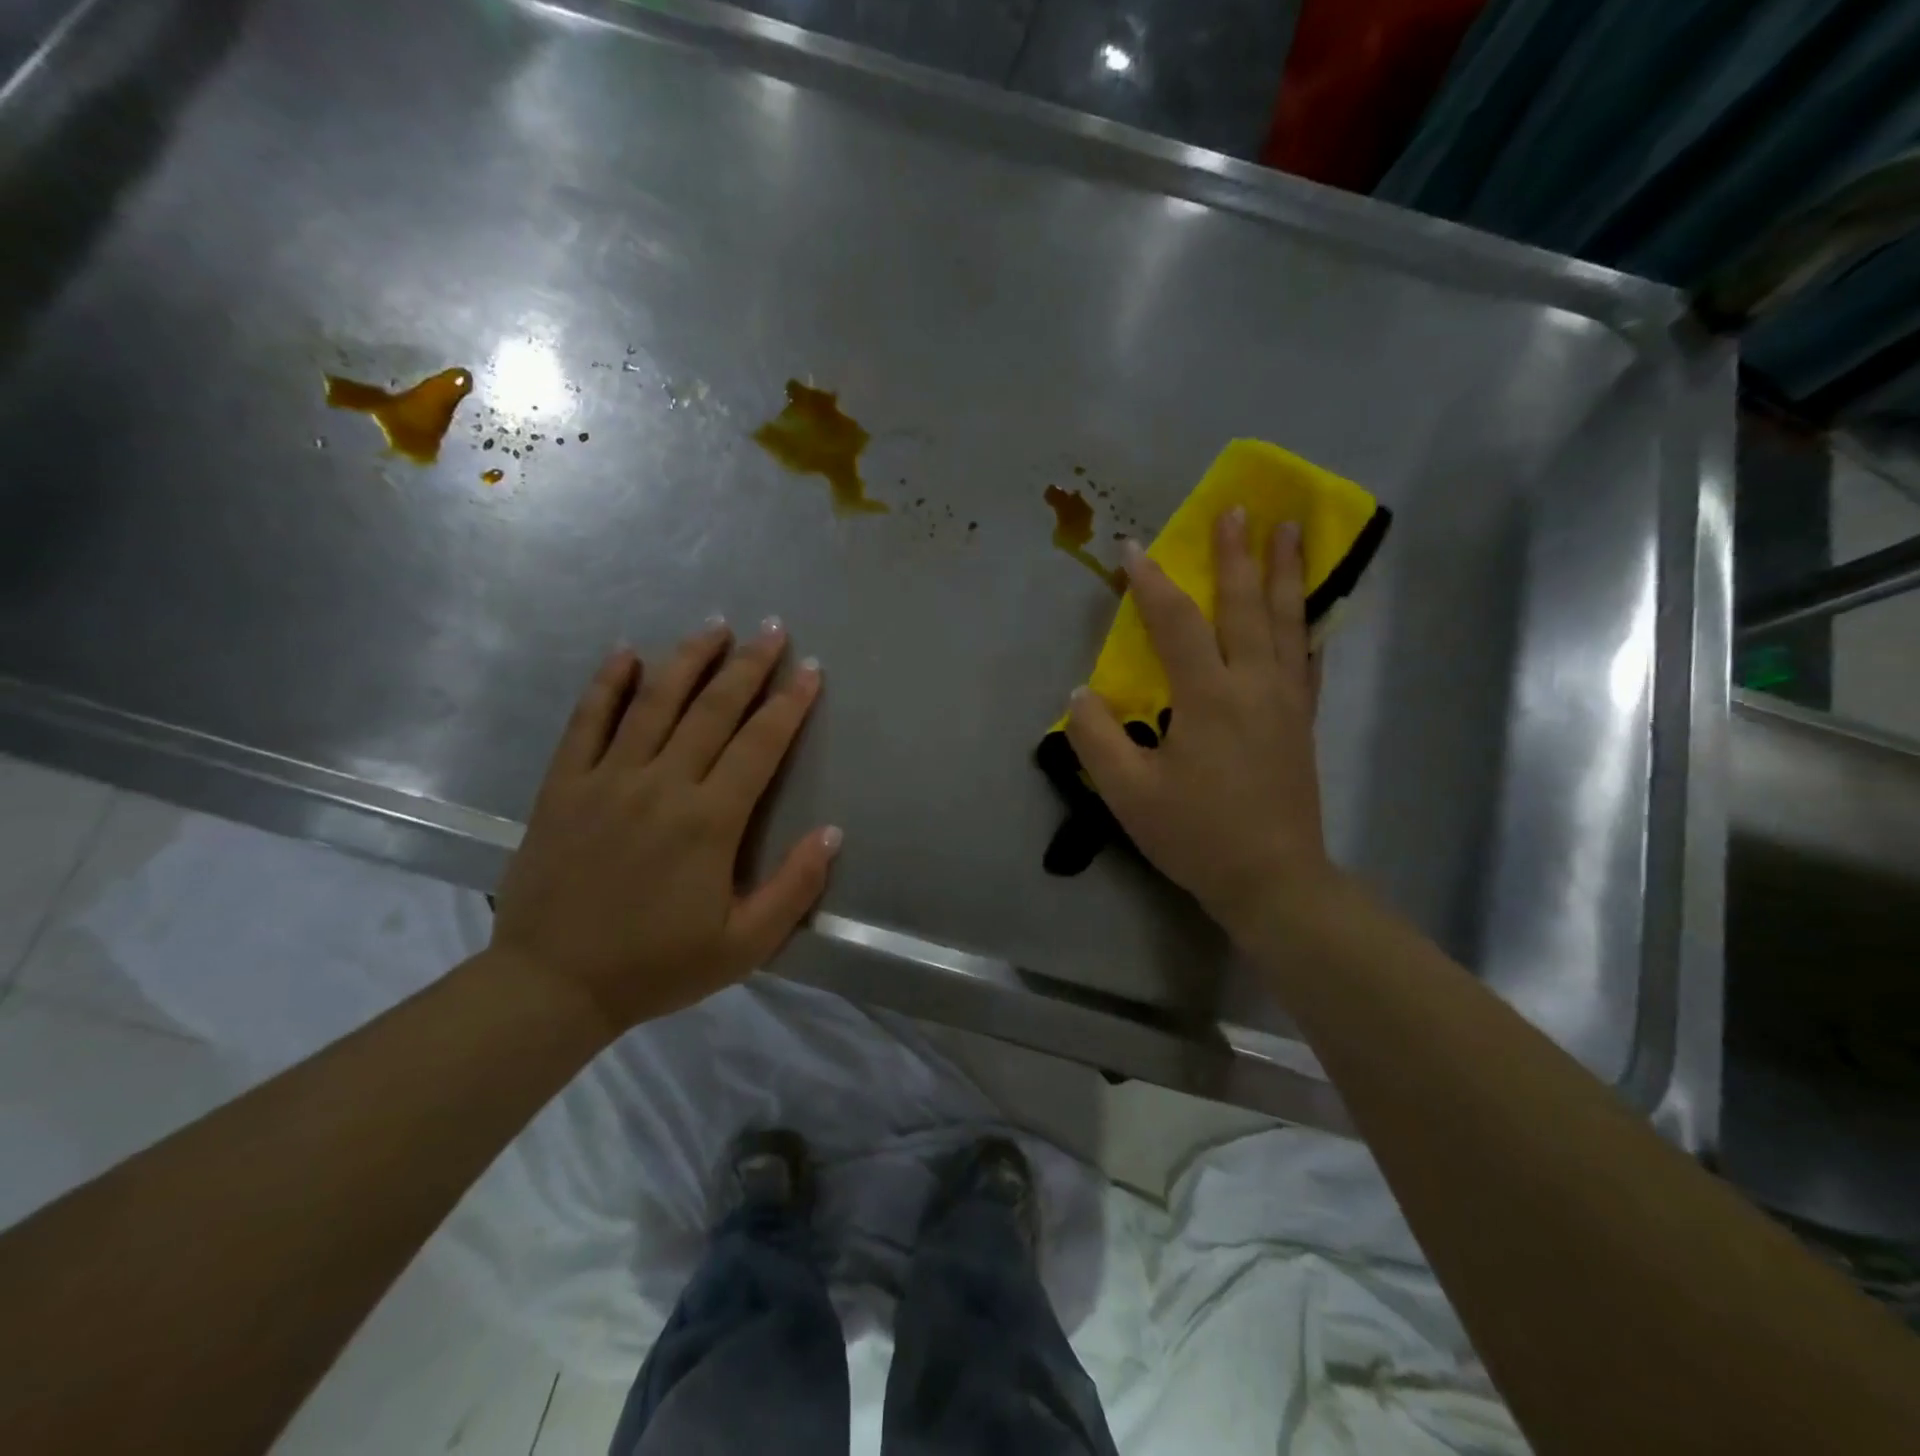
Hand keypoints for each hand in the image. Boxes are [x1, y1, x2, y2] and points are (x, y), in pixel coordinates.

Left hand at [489, 620, 840, 1034]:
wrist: (553, 986)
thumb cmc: (657, 966)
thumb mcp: (744, 945)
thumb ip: (794, 888)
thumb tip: (833, 833)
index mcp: (710, 821)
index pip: (760, 745)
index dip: (790, 704)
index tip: (810, 670)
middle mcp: (662, 785)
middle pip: (713, 710)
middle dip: (749, 666)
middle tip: (773, 629)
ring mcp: (607, 779)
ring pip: (655, 703)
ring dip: (689, 660)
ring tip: (715, 626)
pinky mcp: (563, 785)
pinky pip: (586, 722)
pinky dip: (607, 684)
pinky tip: (626, 653)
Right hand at [1064, 510, 1336, 940]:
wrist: (1272, 880)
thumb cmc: (1196, 835)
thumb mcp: (1129, 793)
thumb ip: (1097, 738)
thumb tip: (1081, 693)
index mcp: (1208, 697)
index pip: (1175, 623)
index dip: (1151, 581)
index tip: (1133, 547)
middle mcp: (1253, 685)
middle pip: (1245, 606)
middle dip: (1237, 554)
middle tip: (1238, 508)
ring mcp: (1286, 701)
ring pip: (1288, 622)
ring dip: (1284, 573)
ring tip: (1288, 531)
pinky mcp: (1303, 721)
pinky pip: (1308, 659)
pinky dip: (1307, 625)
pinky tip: (1309, 610)